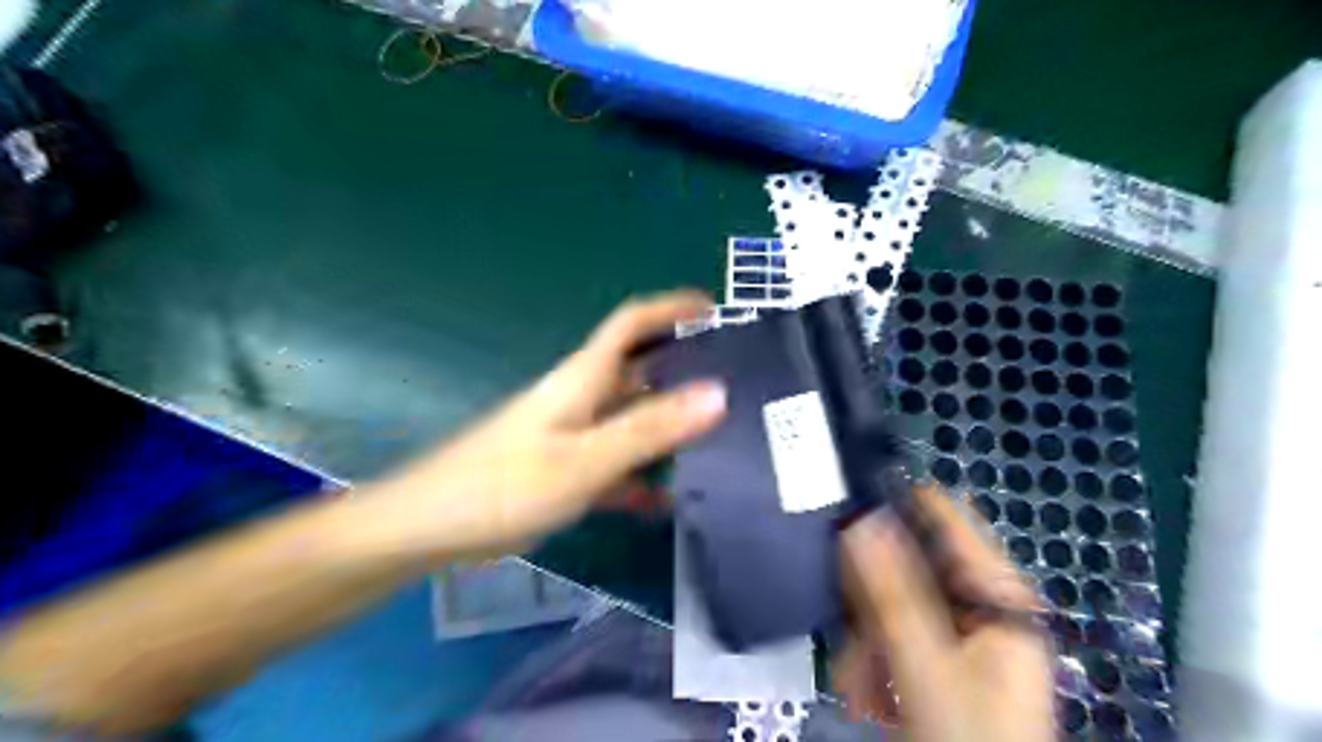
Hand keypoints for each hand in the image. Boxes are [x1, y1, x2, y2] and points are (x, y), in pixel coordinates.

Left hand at [363, 292, 721, 559]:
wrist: (430, 528)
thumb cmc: (504, 485)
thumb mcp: (585, 459)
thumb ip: (650, 429)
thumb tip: (718, 393)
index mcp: (584, 379)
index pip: (631, 324)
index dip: (670, 308)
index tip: (714, 309)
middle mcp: (582, 399)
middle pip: (639, 372)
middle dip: (684, 371)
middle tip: (736, 386)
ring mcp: (572, 435)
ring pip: (632, 420)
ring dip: (669, 427)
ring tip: (720, 442)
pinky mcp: (564, 470)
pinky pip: (615, 464)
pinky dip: (641, 476)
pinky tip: (667, 500)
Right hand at [836, 488, 1054, 740]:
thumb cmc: (967, 734)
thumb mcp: (925, 663)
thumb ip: (891, 589)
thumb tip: (860, 519)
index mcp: (998, 596)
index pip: (950, 520)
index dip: (903, 500)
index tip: (852, 496)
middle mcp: (981, 606)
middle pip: (912, 568)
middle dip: (871, 604)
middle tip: (848, 635)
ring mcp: (959, 634)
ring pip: (894, 605)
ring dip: (867, 642)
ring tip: (858, 685)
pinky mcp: (940, 659)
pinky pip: (894, 636)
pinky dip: (874, 660)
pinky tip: (866, 692)